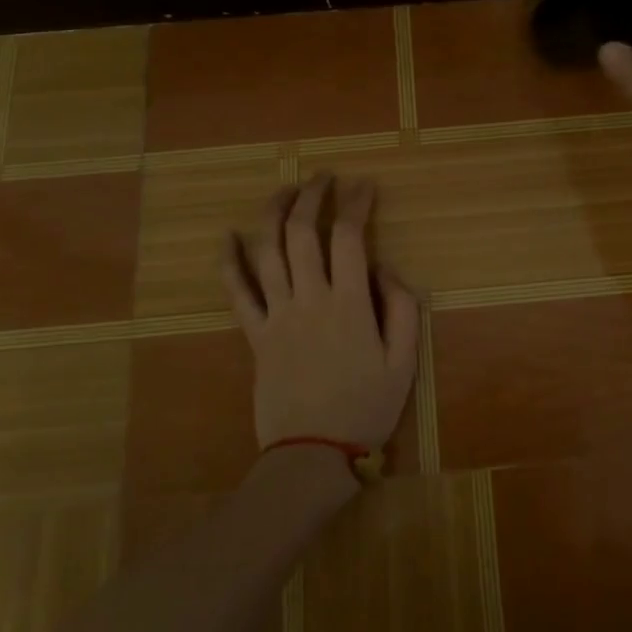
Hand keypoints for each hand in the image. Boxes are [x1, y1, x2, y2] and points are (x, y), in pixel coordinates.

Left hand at [221, 173, 421, 453]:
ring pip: (267, 251)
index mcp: (349, 304)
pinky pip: (236, 292)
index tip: (365, 185)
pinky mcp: (254, 334)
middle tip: (323, 177)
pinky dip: (229, 261)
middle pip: (302, 232)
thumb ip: (402, 308)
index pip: (349, 237)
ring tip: (284, 190)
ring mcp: (276, 315)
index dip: (357, 204)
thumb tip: (384, 267)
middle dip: (312, 195)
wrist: (312, 455)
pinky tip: (226, 236)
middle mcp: (309, 299)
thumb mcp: (404, 362)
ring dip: (273, 213)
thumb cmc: (365, 408)